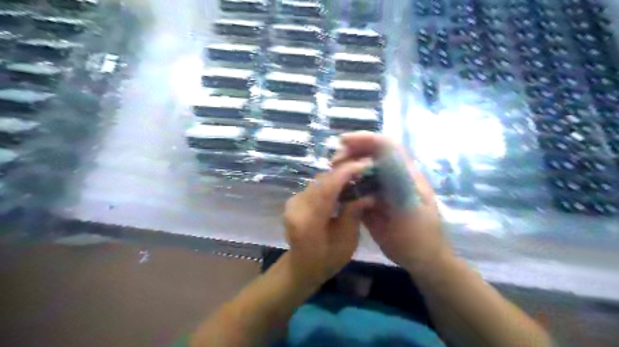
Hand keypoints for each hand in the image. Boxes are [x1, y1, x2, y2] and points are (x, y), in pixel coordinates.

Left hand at [283, 159, 373, 285]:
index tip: (363, 164)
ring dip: (336, 177)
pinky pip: (314, 186)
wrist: (302, 267)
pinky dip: (329, 183)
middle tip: (364, 169)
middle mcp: (296, 207)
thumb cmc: (327, 260)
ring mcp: (292, 203)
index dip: (345, 173)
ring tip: (356, 176)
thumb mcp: (346, 242)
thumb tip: (368, 194)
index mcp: (308, 221)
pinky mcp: (293, 201)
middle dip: (343, 172)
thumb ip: (353, 214)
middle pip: (321, 181)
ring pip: (318, 182)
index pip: (327, 189)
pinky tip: (342, 186)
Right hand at [333, 133, 452, 276]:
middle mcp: (393, 177)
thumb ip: (398, 185)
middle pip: (371, 154)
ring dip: (346, 167)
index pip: (387, 146)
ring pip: (362, 170)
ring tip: (331, 172)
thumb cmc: (420, 236)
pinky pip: (357, 187)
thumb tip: (379, 162)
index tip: (344, 141)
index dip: (366, 138)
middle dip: (351, 152)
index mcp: (406, 174)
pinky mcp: (372, 201)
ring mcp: (382, 189)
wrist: (421, 259)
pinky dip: (345, 185)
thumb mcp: (412, 210)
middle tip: (334, 161)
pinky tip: (335, 189)